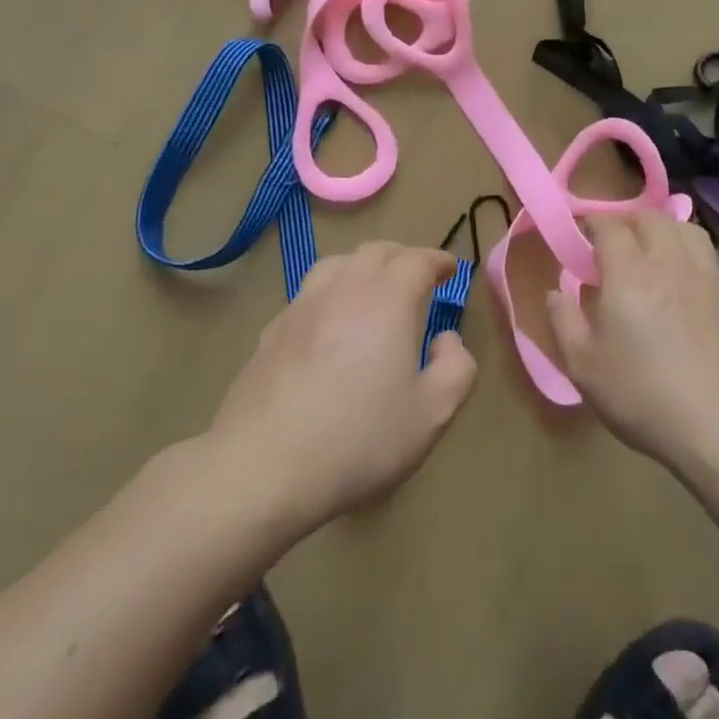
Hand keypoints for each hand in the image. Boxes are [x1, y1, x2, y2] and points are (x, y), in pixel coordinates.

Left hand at [208, 243, 477, 529]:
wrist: (263, 465)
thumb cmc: (359, 440)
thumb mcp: (432, 415)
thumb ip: (456, 369)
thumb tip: (446, 339)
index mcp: (388, 301)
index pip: (416, 260)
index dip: (437, 260)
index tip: (449, 270)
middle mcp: (344, 290)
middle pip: (375, 252)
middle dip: (401, 258)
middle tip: (417, 277)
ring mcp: (302, 307)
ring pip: (336, 265)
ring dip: (362, 268)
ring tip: (372, 291)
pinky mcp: (272, 331)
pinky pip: (308, 295)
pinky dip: (330, 294)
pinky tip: (329, 325)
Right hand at [546, 212, 718, 475]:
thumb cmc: (644, 398)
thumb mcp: (583, 367)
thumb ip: (564, 320)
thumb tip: (555, 291)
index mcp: (628, 274)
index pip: (609, 226)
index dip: (591, 221)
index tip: (580, 230)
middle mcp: (670, 263)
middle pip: (651, 218)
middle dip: (628, 220)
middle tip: (614, 241)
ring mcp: (709, 279)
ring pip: (689, 231)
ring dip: (666, 231)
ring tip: (655, 252)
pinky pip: (714, 263)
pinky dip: (697, 262)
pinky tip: (691, 286)